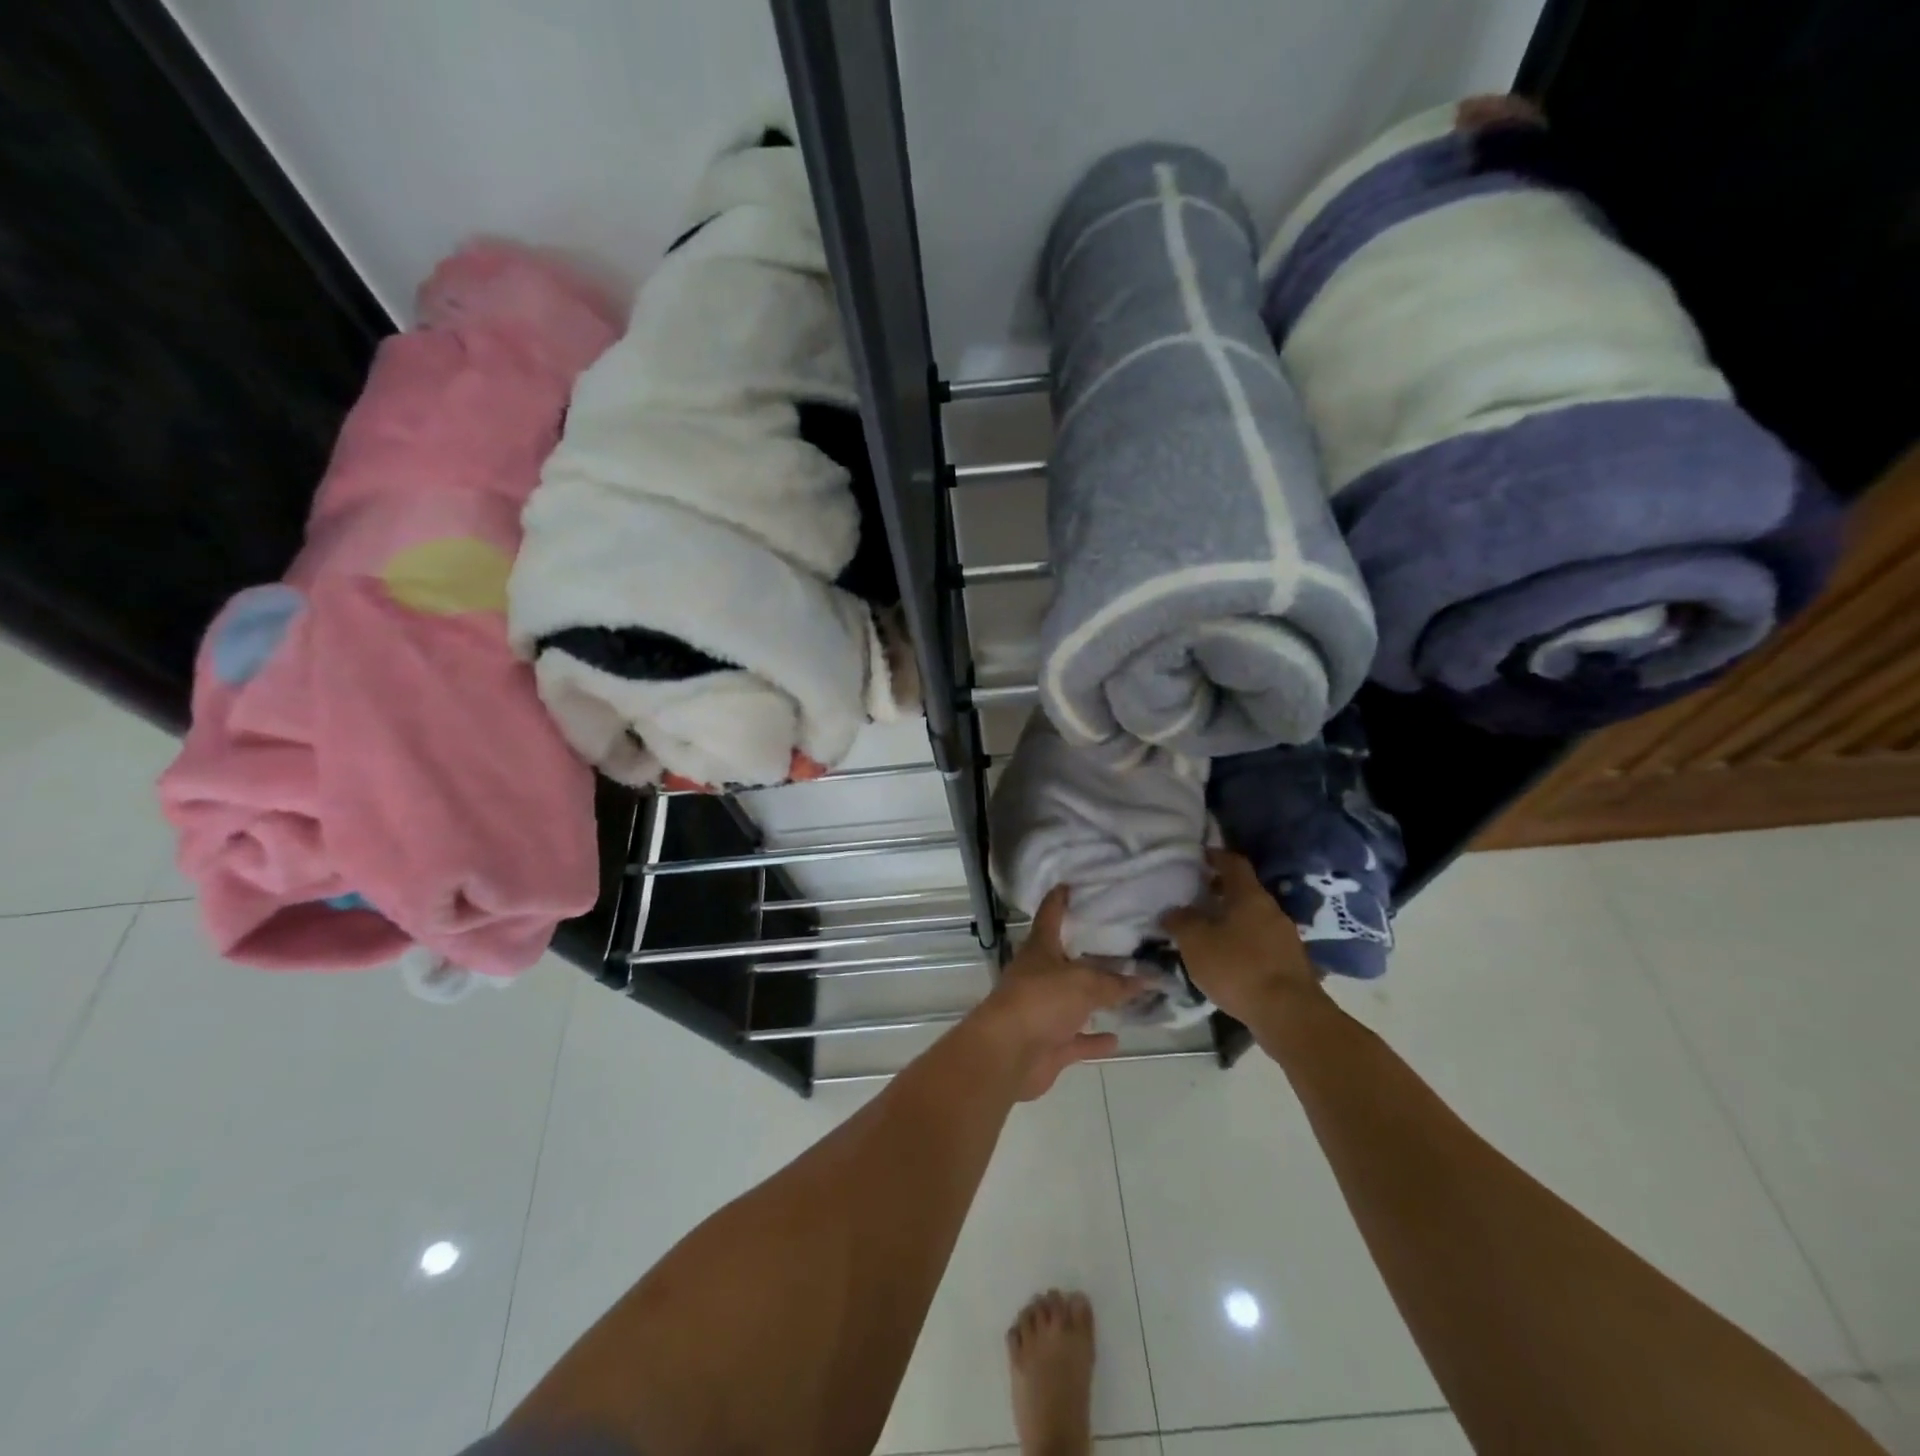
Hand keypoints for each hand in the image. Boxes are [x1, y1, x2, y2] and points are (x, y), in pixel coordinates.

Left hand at [977, 887, 1143, 1099]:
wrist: (1008, 1053)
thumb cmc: (1040, 1001)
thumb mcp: (1083, 983)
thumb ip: (1116, 982)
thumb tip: (1147, 979)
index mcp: (1040, 949)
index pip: (1050, 915)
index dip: (1059, 899)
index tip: (1071, 885)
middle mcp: (1039, 976)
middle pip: (1066, 960)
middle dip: (1089, 953)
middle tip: (1122, 941)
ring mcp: (1043, 1011)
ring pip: (1074, 1001)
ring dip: (1096, 999)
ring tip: (1128, 990)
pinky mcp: (1049, 1044)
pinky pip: (1077, 1039)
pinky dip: (1094, 1039)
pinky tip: (1117, 1038)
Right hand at [1160, 849, 1322, 1025]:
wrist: (1289, 1015)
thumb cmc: (1237, 968)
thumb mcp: (1195, 942)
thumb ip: (1180, 921)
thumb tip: (1173, 910)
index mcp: (1250, 896)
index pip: (1234, 863)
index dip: (1216, 856)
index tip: (1199, 856)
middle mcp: (1272, 910)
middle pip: (1244, 891)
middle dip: (1221, 891)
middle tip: (1196, 897)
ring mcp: (1286, 938)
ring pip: (1254, 919)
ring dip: (1232, 920)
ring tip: (1208, 932)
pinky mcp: (1291, 964)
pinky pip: (1262, 943)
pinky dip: (1244, 943)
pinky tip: (1229, 960)